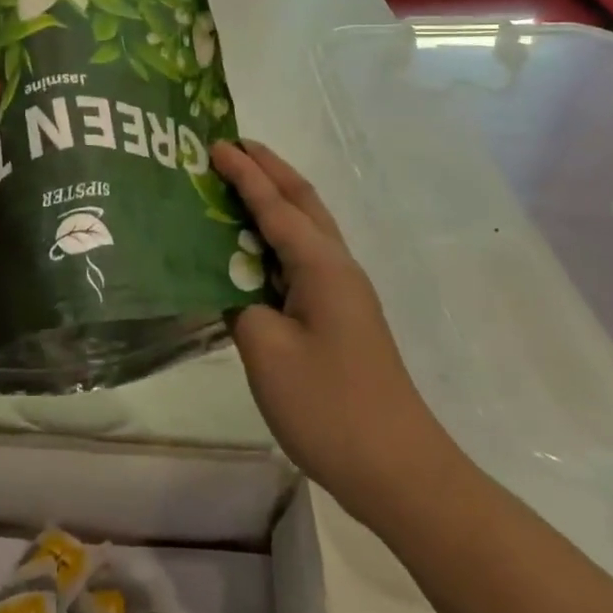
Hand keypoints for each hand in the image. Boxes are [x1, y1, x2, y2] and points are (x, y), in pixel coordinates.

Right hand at [214, 140, 458, 522]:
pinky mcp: (340, 317)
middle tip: (234, 146)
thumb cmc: (329, 406)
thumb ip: (240, 304)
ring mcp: (343, 294)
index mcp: (321, 266)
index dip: (244, 173)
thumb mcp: (267, 351)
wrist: (398, 469)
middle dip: (270, 170)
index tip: (215, 144)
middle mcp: (337, 268)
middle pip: (303, 202)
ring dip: (276, 199)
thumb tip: (230, 282)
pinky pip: (303, 259)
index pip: (275, 205)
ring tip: (239, 184)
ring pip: (307, 229)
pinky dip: (278, 238)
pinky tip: (254, 251)